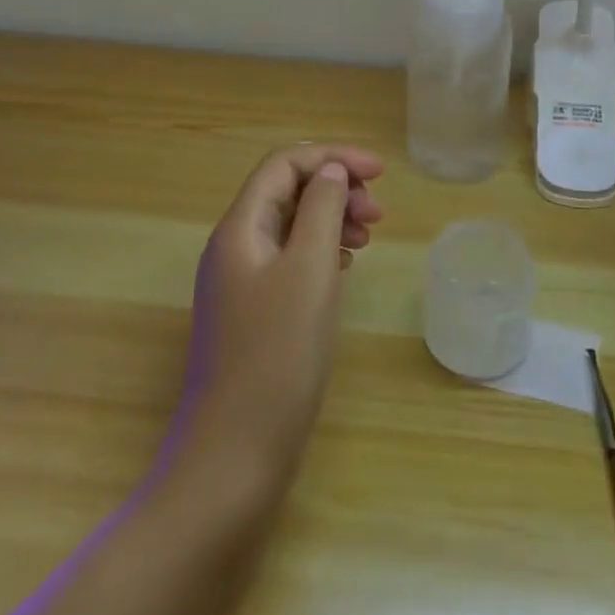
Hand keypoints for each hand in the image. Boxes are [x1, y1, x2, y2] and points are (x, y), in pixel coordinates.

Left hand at [177, 144, 384, 480]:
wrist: (234, 458)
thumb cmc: (277, 356)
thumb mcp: (309, 270)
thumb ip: (321, 210)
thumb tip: (330, 172)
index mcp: (240, 228)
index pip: (284, 165)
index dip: (332, 157)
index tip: (380, 172)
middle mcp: (234, 248)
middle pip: (286, 191)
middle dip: (334, 188)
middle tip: (378, 212)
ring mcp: (240, 284)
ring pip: (290, 227)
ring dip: (331, 219)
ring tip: (368, 237)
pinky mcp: (253, 315)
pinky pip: (290, 261)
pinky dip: (321, 251)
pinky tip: (344, 267)